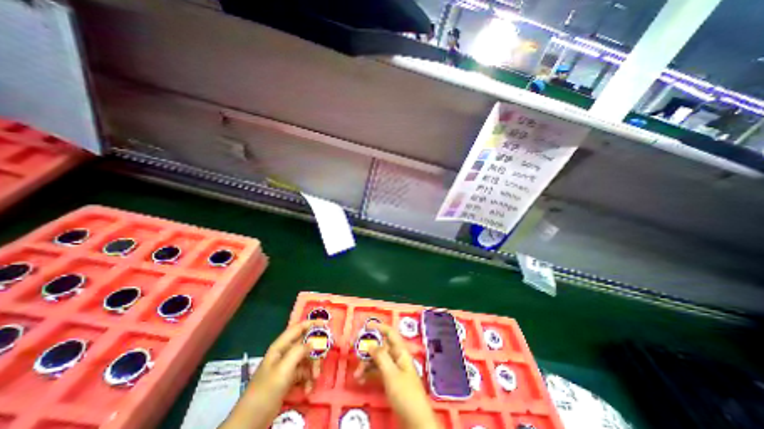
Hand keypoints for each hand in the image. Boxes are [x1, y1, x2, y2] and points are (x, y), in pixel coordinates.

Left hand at [219, 321, 319, 427]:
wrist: (250, 422)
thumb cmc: (265, 392)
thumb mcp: (283, 370)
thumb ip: (299, 352)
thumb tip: (314, 341)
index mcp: (281, 347)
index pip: (299, 328)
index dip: (313, 323)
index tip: (327, 324)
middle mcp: (285, 353)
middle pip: (306, 344)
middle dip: (316, 351)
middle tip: (323, 358)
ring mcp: (288, 366)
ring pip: (307, 359)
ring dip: (313, 368)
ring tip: (314, 379)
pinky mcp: (290, 379)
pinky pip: (304, 373)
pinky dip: (308, 379)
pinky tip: (308, 389)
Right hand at [353, 322, 438, 428]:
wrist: (416, 421)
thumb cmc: (405, 394)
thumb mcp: (391, 374)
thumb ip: (381, 357)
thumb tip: (370, 344)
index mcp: (400, 352)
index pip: (390, 333)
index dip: (379, 327)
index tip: (366, 326)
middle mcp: (397, 358)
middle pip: (381, 347)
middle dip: (368, 350)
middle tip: (355, 352)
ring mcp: (394, 370)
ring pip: (378, 360)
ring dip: (367, 365)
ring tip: (356, 375)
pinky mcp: (391, 381)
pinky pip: (378, 372)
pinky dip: (369, 374)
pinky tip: (360, 381)